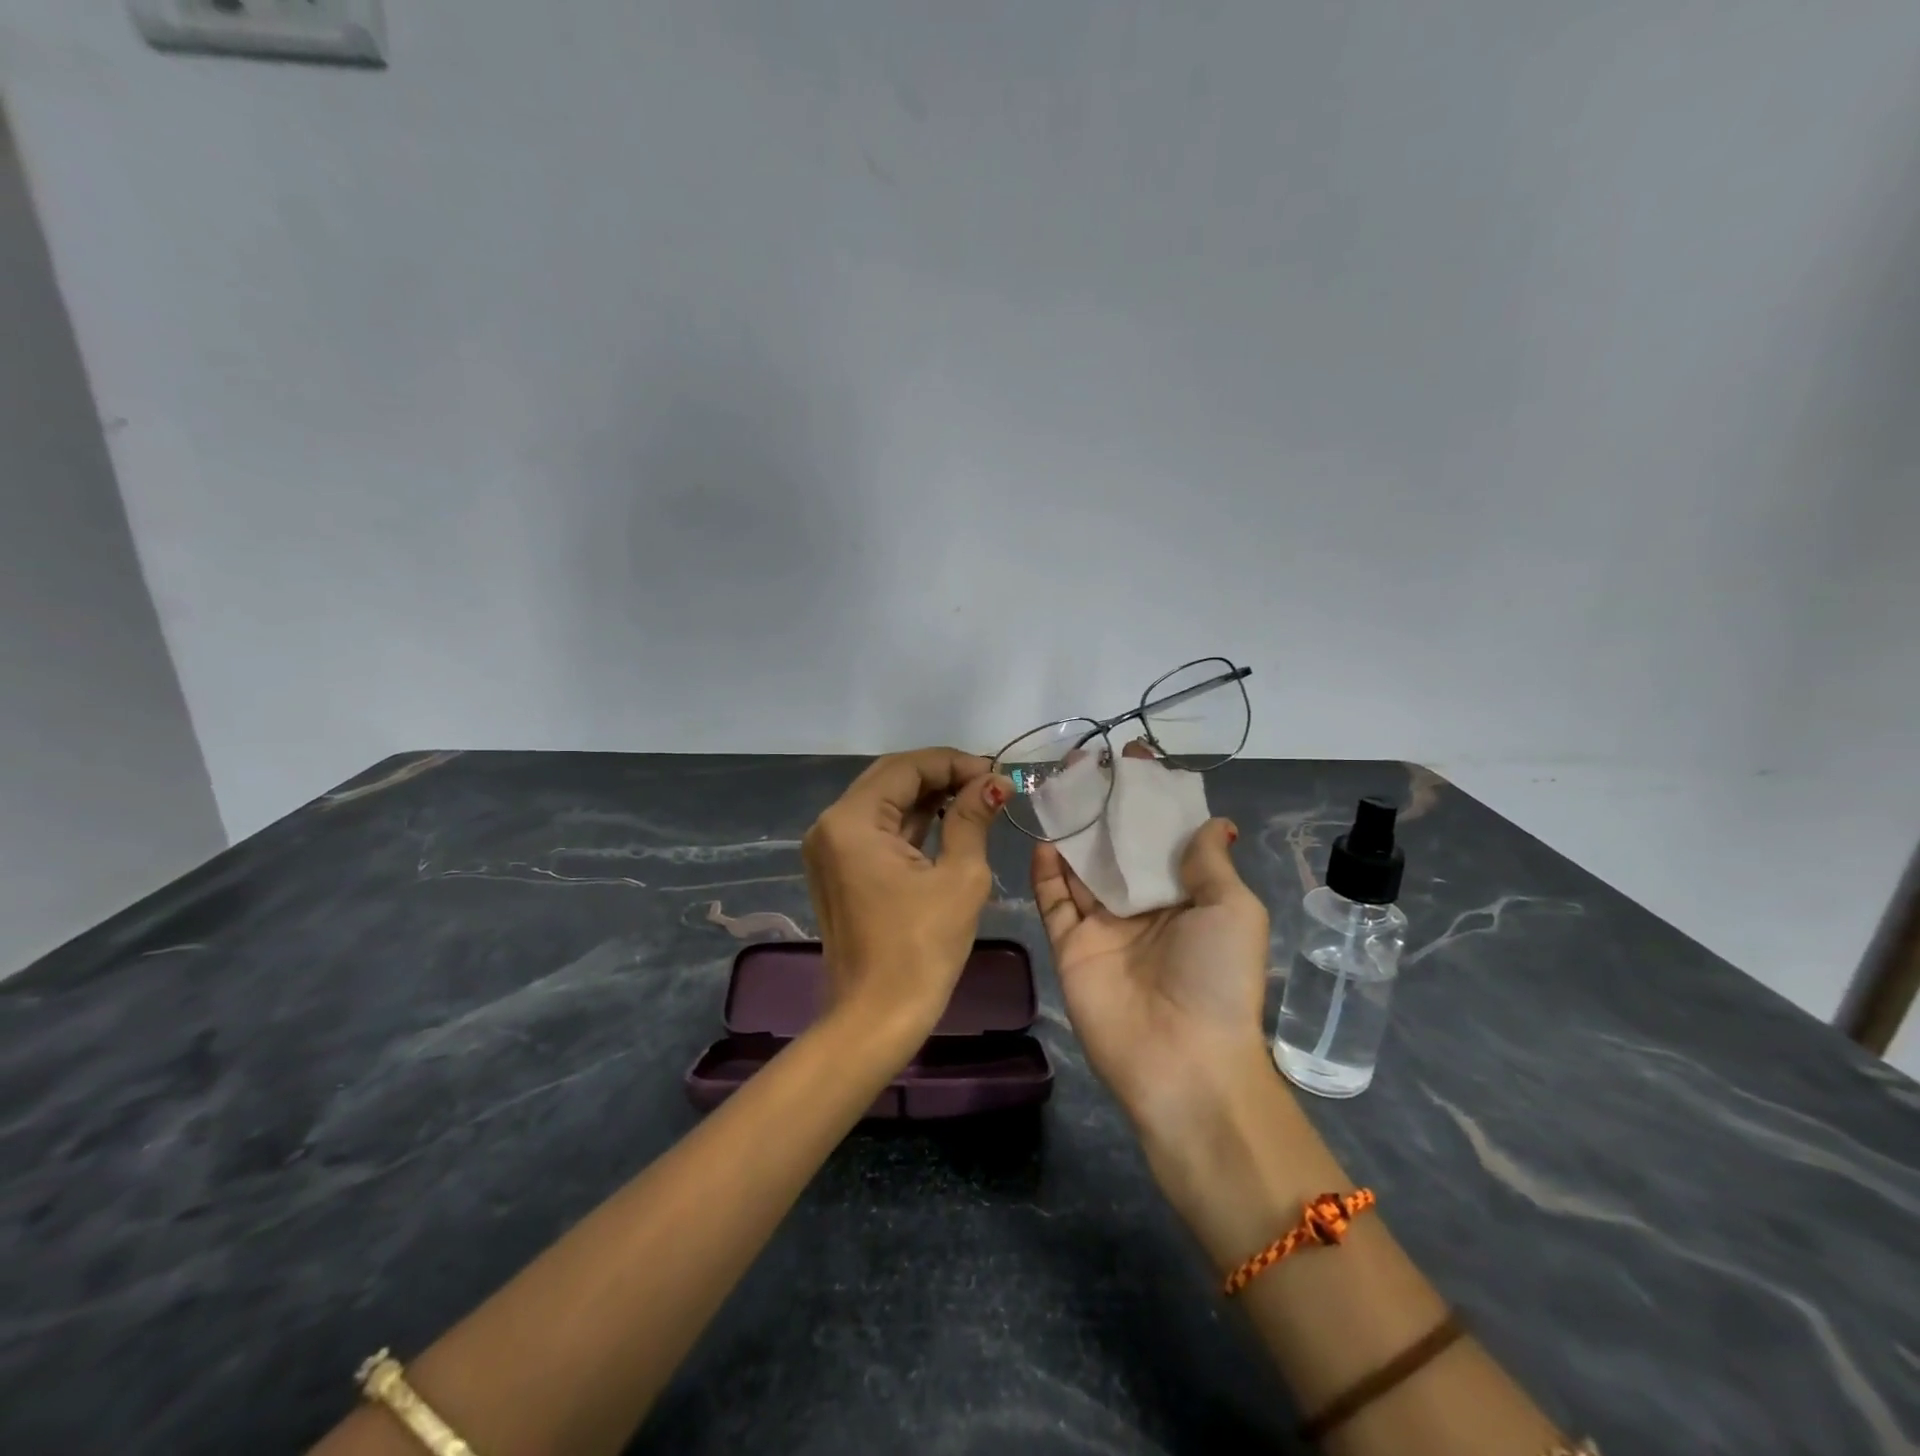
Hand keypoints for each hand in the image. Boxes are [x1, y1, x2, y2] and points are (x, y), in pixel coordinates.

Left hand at [803, 748, 1009, 1043]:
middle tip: (988, 783)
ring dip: (928, 796)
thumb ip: (971, 819)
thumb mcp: (959, 877)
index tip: (996, 774)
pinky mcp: (839, 869)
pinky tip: (948, 819)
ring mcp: (830, 848)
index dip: (954, 763)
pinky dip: (911, 821)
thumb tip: (993, 783)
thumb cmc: (922, 948)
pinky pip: (877, 829)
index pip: (906, 767)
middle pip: (890, 779)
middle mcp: (831, 825)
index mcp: (851, 821)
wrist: (877, 1018)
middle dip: (941, 775)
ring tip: (977, 797)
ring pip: (884, 802)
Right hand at [1031, 776, 1271, 1152]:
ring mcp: (1104, 928)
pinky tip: (1044, 840)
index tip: (1133, 761)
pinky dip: (1047, 873)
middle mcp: (1143, 908)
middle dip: (1105, 809)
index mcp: (1187, 898)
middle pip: (1119, 849)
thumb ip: (1210, 862)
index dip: (1152, 801)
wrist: (1182, 1061)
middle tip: (1086, 768)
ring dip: (1072, 833)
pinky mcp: (1072, 947)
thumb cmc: (1216, 977)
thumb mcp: (1233, 911)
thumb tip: (1214, 821)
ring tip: (1059, 793)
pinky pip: (1055, 902)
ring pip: (1082, 870)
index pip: (1165, 838)